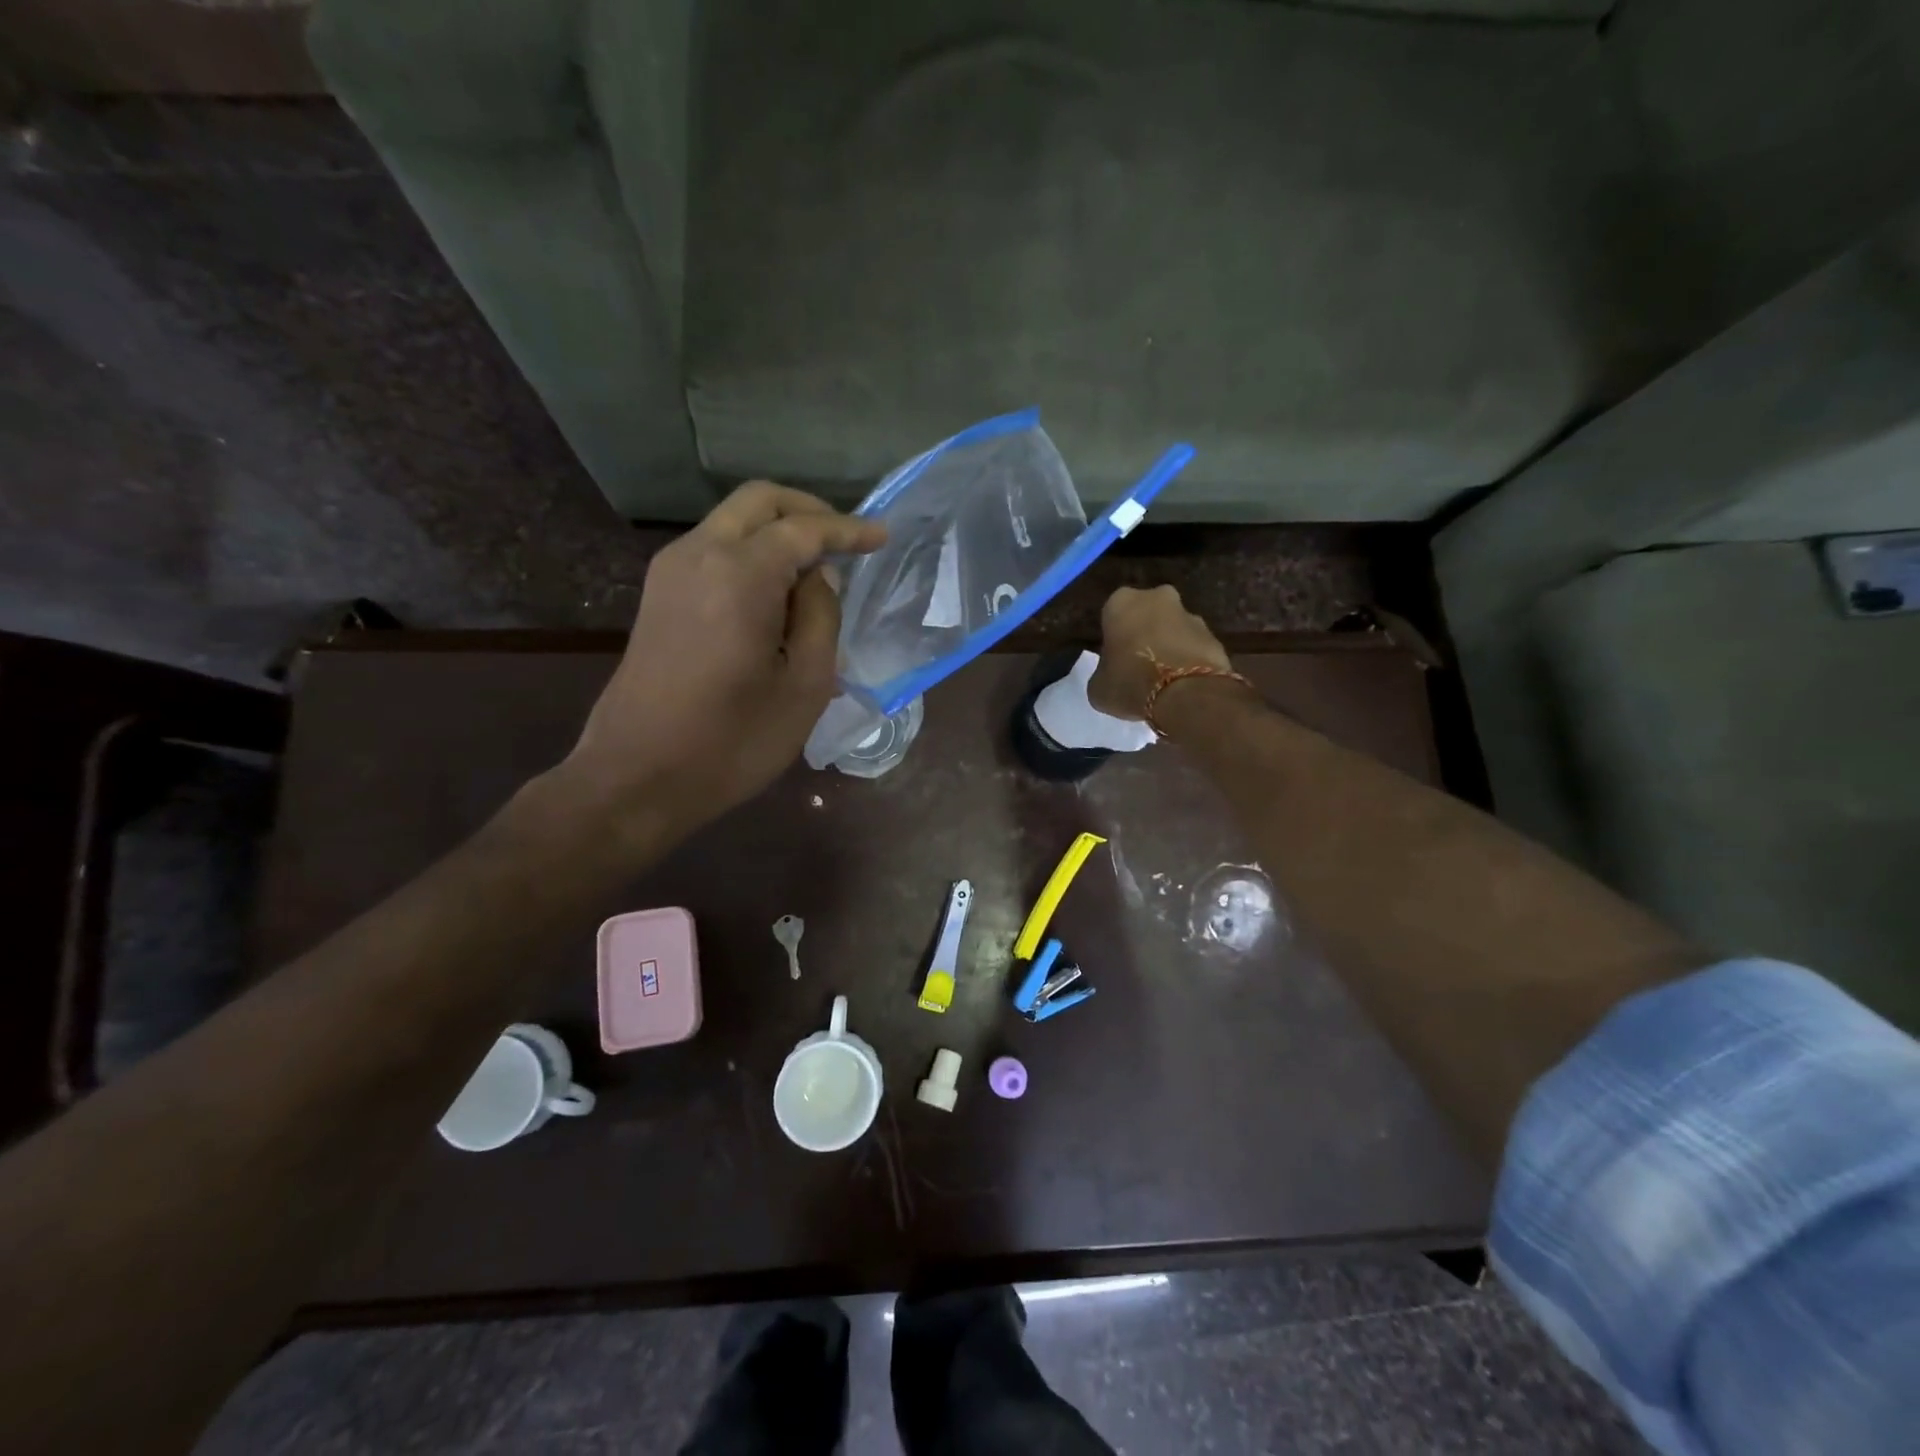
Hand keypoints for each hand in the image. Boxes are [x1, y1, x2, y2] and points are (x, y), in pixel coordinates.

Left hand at [562, 483, 884, 826]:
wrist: (636, 777)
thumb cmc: (733, 742)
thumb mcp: (805, 686)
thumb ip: (821, 617)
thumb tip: (819, 578)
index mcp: (740, 574)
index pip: (803, 529)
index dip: (848, 530)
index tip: (882, 537)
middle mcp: (698, 554)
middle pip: (759, 502)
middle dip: (809, 512)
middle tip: (847, 541)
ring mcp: (670, 571)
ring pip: (733, 521)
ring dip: (778, 532)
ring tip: (818, 571)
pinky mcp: (657, 594)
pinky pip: (714, 549)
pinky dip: (752, 552)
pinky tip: (777, 592)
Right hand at [1088, 585, 1232, 719]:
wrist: (1186, 694)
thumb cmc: (1130, 683)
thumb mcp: (1098, 687)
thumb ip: (1103, 673)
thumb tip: (1111, 676)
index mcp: (1121, 602)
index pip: (1112, 615)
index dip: (1113, 638)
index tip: (1114, 659)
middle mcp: (1157, 598)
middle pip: (1147, 615)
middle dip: (1144, 634)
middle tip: (1139, 664)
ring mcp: (1190, 615)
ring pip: (1173, 629)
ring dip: (1169, 646)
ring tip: (1164, 679)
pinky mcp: (1214, 636)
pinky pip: (1194, 647)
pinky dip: (1189, 660)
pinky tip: (1183, 685)